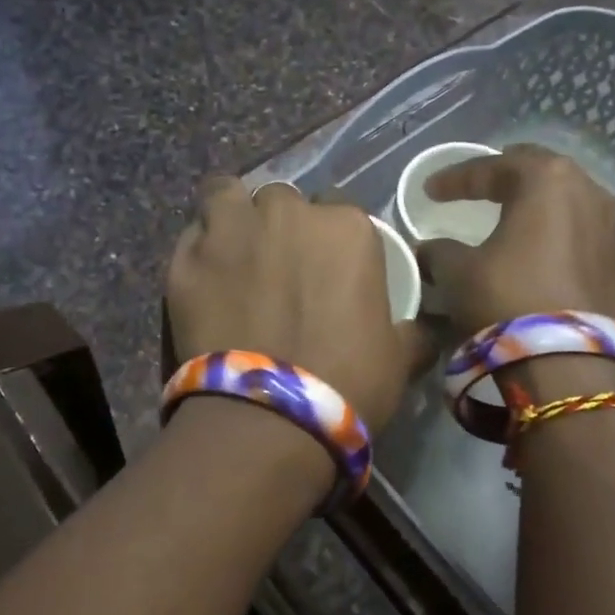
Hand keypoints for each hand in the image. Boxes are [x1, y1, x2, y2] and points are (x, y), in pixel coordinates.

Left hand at [167, 178, 427, 430]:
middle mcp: (286, 213)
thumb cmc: (346, 384)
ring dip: (233, 215)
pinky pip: (192, 235)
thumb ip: (414, 332)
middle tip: (278, 267)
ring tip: (233, 251)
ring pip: (227, 195)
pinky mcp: (185, 260)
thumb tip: (428, 330)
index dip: (330, 238)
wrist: (268, 419)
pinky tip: (203, 278)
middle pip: (282, 200)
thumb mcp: (398, 359)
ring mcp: (230, 231)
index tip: (326, 268)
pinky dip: (199, 249)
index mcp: (345, 228)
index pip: (339, 208)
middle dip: (281, 225)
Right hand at [418, 145, 614, 333]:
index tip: (431, 190)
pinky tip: (538, 258)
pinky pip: (581, 239)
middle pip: (540, 174)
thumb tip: (430, 250)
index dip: (457, 177)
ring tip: (511, 220)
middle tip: (479, 187)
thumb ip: (440, 252)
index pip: (494, 166)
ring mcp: (612, 231)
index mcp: (547, 180)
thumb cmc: (507, 299)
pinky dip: (555, 240)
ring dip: (536, 209)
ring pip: (567, 205)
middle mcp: (589, 194)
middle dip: (506, 179)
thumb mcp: (459, 272)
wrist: (571, 366)